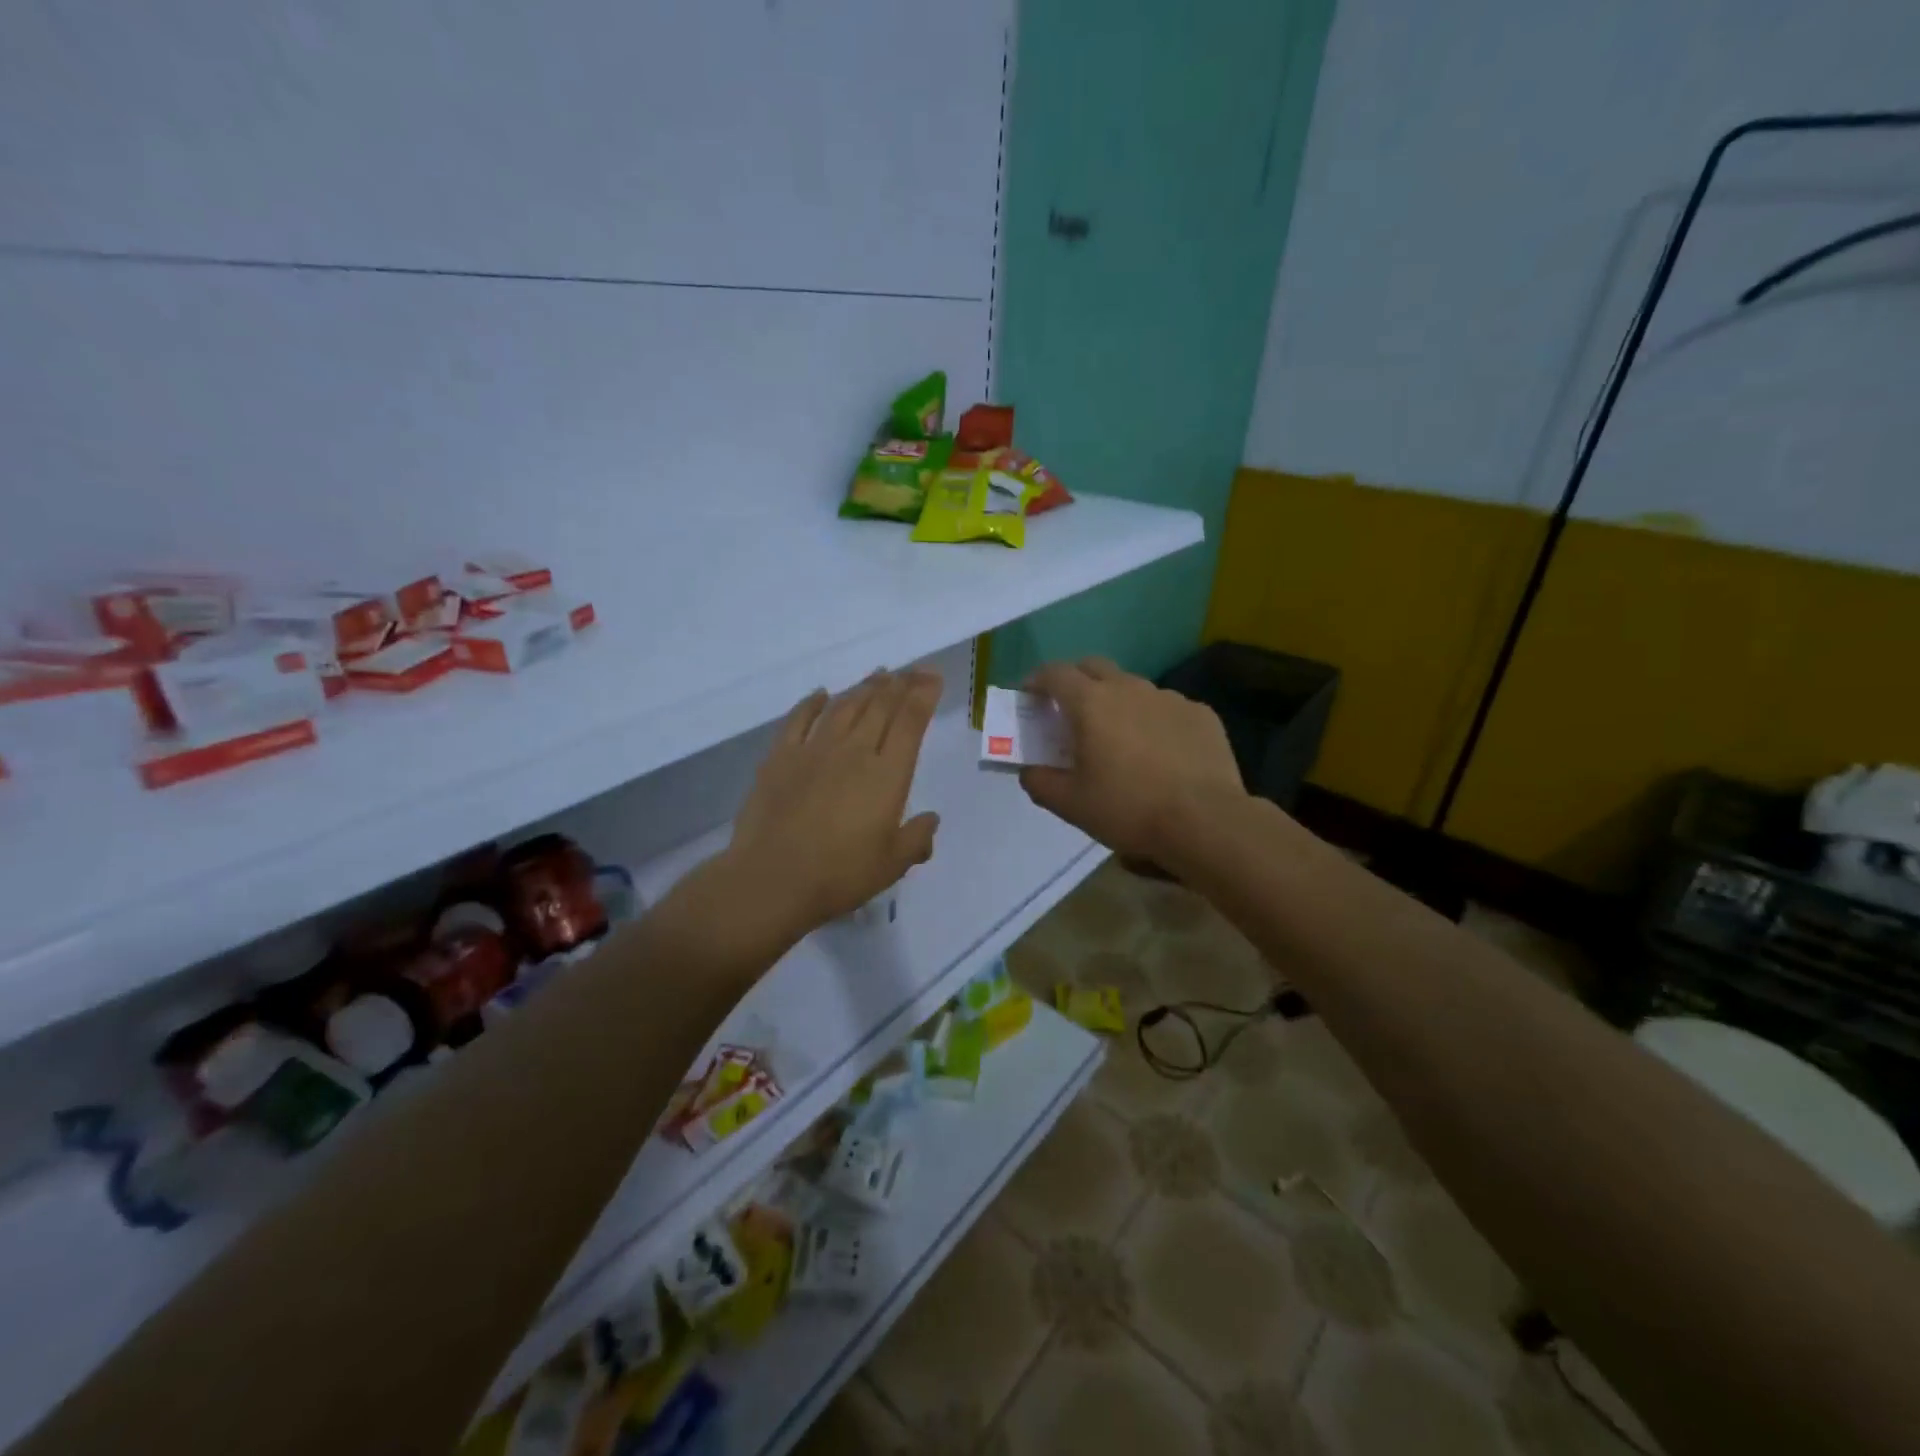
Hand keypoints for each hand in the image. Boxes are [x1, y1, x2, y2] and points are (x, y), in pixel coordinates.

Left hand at [722, 668, 942, 944]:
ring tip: (877, 676)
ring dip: (863, 688)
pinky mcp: (780, 758)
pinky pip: (799, 719)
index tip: (931, 677)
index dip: (923, 695)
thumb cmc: (840, 876)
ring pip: (844, 707)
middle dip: (899, 684)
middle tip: (911, 670)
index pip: (910, 722)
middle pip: (880, 706)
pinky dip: (812, 703)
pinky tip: (821, 694)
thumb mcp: (891, 865)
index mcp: (887, 775)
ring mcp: (814, 751)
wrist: (772, 880)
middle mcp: (854, 752)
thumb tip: (931, 820)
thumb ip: (916, 839)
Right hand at [1019, 658, 1245, 860]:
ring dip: (1116, 701)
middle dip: (1075, 680)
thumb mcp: (1071, 804)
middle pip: (1093, 667)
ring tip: (1118, 736)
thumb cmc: (1128, 809)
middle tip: (1069, 710)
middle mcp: (1129, 688)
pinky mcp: (1200, 713)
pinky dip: (1152, 720)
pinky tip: (1159, 752)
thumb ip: (1040, 782)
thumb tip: (1029, 770)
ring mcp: (1168, 697)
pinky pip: (1166, 708)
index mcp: (1091, 703)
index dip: (1036, 681)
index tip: (1030, 696)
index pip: (1054, 674)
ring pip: (1132, 687)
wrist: (1205, 820)